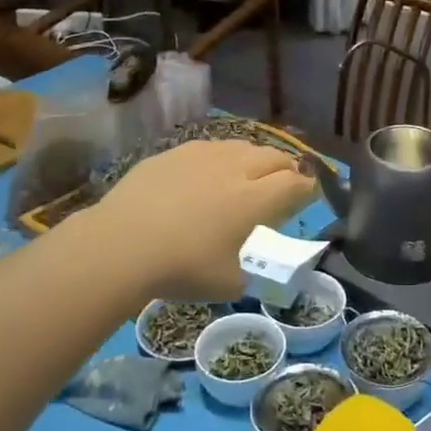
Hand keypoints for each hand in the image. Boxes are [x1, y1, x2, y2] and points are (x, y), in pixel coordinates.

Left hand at [86, 140, 316, 301]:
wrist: (120, 244)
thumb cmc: (182, 267)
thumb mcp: (228, 284)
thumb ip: (251, 275)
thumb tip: (257, 273)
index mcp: (256, 199)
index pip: (296, 183)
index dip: (308, 188)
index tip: (309, 194)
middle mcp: (236, 168)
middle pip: (274, 157)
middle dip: (286, 168)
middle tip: (285, 182)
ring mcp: (203, 155)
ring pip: (242, 146)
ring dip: (255, 159)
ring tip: (250, 173)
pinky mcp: (174, 153)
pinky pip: (209, 148)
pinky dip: (220, 158)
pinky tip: (209, 173)